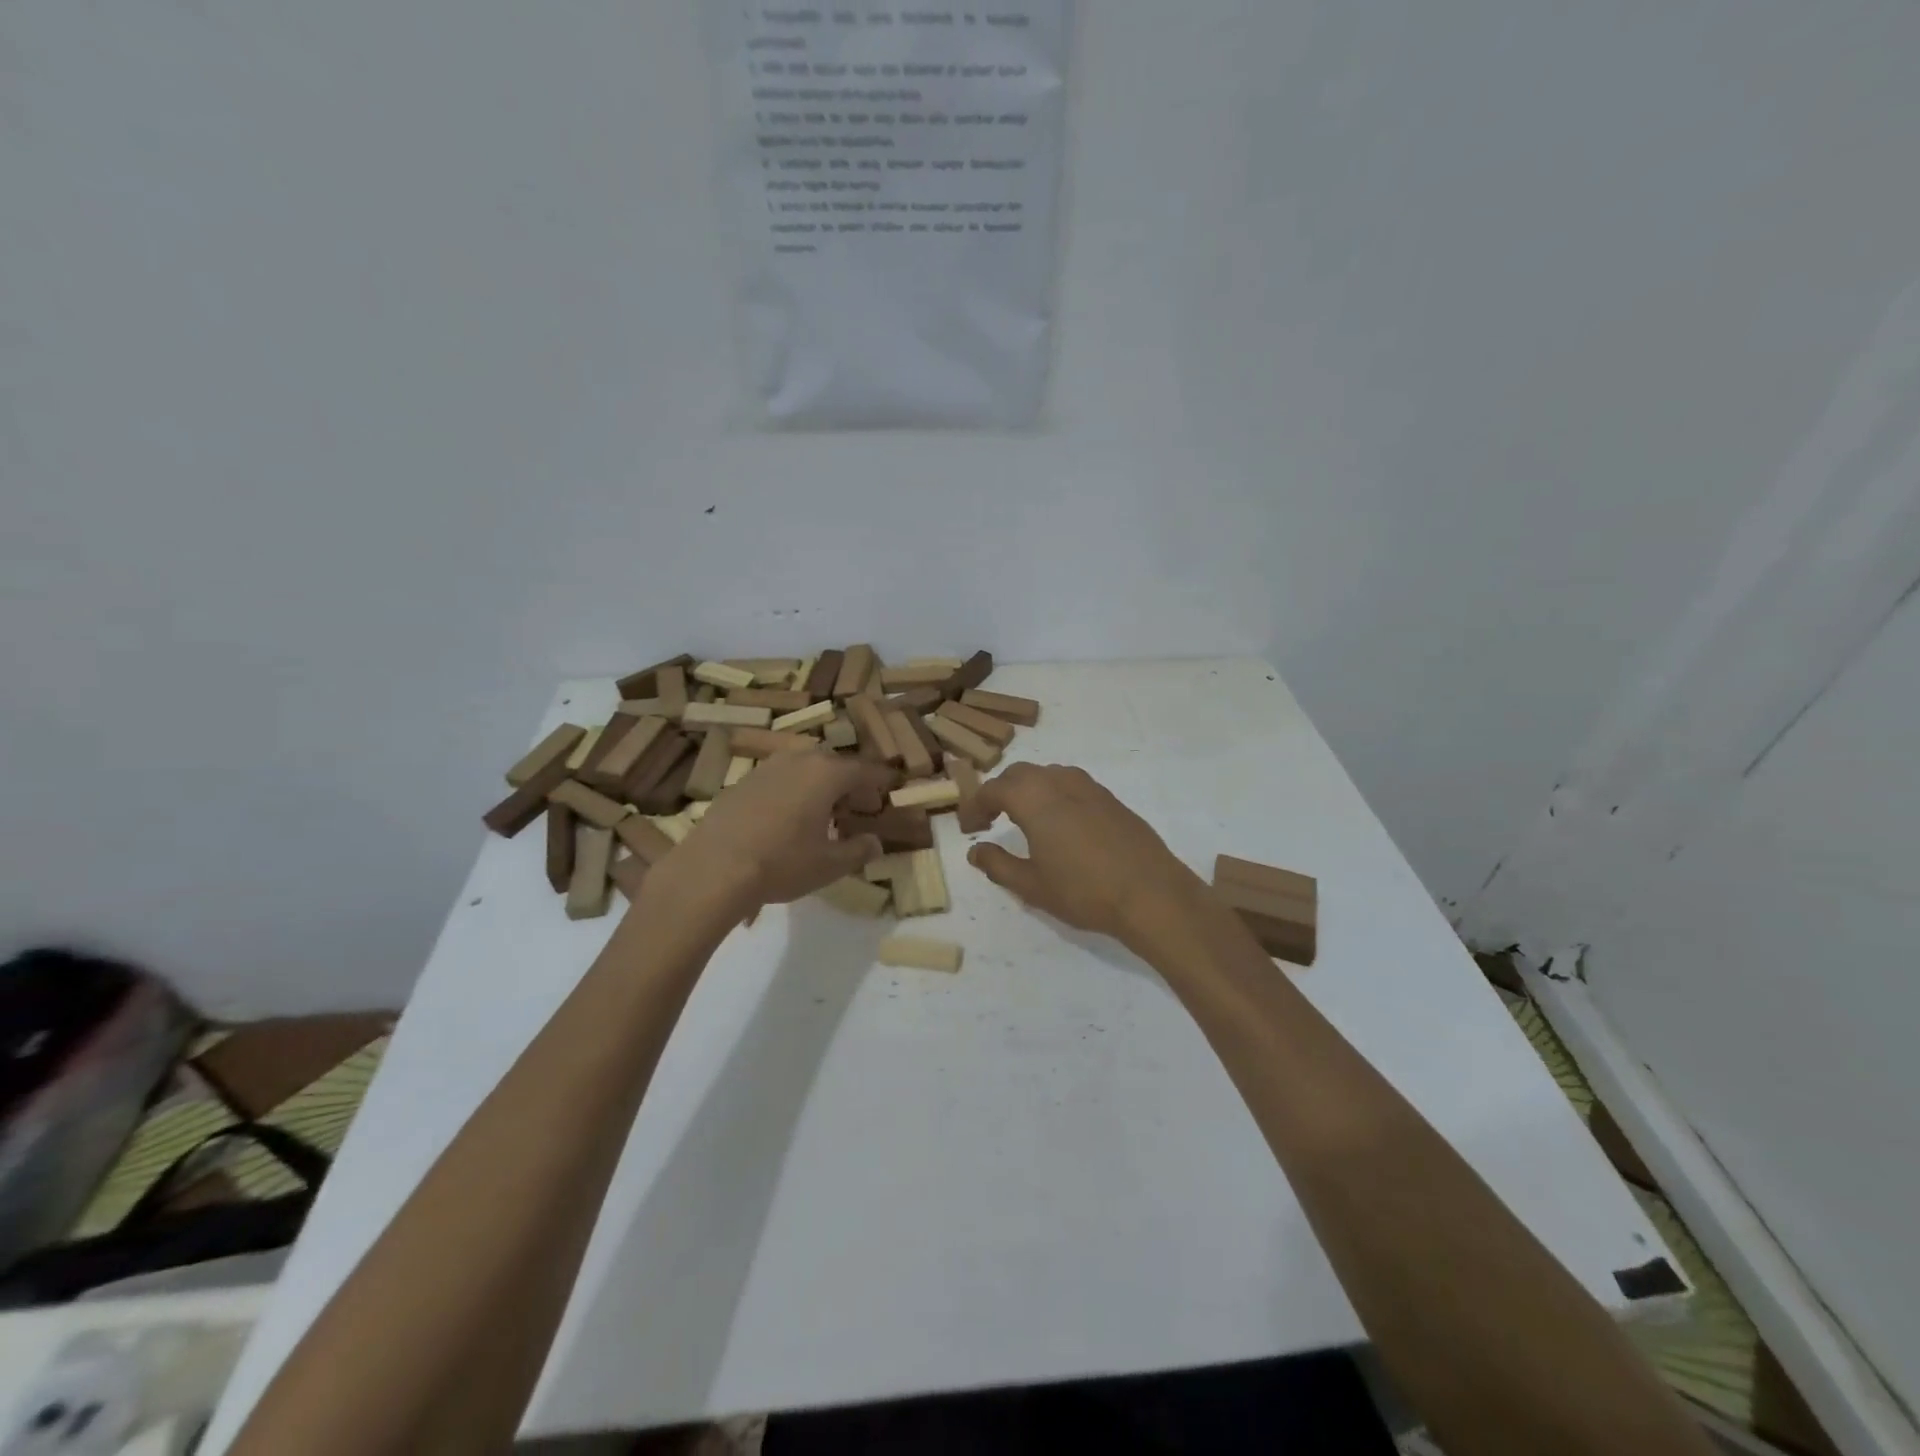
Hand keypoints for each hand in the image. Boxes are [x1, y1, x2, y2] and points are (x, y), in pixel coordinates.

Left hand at [670, 750, 892, 912]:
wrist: (713, 868)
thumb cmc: (782, 863)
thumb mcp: (829, 865)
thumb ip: (858, 850)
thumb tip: (875, 843)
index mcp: (826, 773)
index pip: (864, 770)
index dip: (880, 780)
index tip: (891, 789)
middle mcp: (798, 760)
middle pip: (833, 764)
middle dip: (849, 783)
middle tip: (857, 807)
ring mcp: (766, 768)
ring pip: (803, 768)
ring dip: (818, 785)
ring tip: (822, 814)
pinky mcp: (741, 782)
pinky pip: (779, 779)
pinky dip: (792, 791)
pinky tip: (787, 819)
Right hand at [966, 763, 1207, 949]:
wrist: (1151, 894)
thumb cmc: (1083, 891)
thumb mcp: (1031, 885)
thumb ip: (998, 865)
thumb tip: (976, 850)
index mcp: (1034, 798)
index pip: (993, 789)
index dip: (975, 807)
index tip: (970, 829)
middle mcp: (1059, 782)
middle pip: (1019, 774)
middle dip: (1000, 792)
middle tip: (991, 820)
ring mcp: (1090, 787)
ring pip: (1048, 775)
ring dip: (1029, 790)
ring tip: (1024, 819)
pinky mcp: (1112, 799)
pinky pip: (1072, 785)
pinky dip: (1054, 795)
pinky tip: (1060, 824)